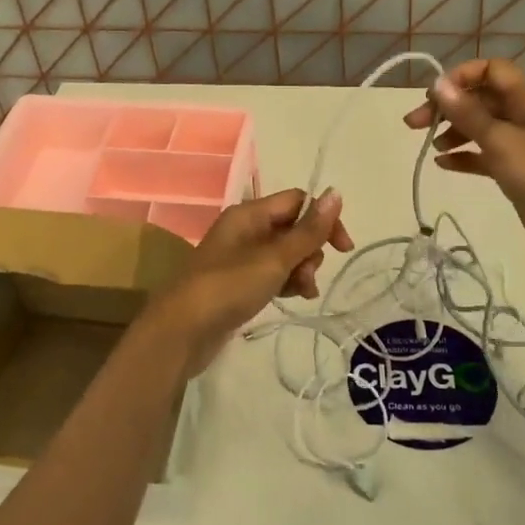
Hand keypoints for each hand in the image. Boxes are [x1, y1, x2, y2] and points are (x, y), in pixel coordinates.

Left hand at [141, 188, 352, 371]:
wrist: (182, 331)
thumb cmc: (228, 287)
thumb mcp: (274, 258)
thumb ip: (308, 230)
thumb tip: (336, 193)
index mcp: (249, 214)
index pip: (297, 201)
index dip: (323, 220)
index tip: (342, 248)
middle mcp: (244, 229)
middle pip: (292, 227)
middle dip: (310, 250)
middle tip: (307, 275)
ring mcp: (240, 257)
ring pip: (285, 254)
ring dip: (301, 269)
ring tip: (302, 292)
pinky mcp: (239, 283)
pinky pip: (273, 274)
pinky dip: (287, 282)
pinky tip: (294, 298)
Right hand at [403, 58, 524, 266]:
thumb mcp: (501, 141)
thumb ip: (467, 113)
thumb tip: (439, 84)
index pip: (491, 71)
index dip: (461, 77)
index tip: (433, 97)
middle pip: (481, 99)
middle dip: (448, 107)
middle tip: (414, 124)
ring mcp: (523, 144)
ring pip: (481, 127)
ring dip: (454, 131)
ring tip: (431, 148)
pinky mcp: (518, 171)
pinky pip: (486, 155)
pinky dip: (465, 156)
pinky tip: (443, 164)